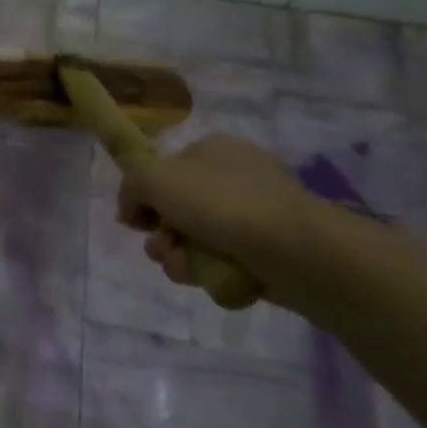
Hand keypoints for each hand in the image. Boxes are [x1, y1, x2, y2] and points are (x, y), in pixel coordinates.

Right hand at [117, 134, 317, 292]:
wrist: (296, 250)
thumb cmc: (220, 203)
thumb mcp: (154, 177)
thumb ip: (130, 180)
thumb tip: (132, 205)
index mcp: (211, 150)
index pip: (160, 171)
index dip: (139, 197)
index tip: (133, 220)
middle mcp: (233, 177)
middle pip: (174, 210)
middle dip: (160, 235)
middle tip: (161, 247)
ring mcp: (253, 215)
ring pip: (193, 240)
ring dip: (177, 258)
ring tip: (186, 267)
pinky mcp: (267, 250)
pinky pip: (221, 262)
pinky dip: (208, 272)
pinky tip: (209, 277)